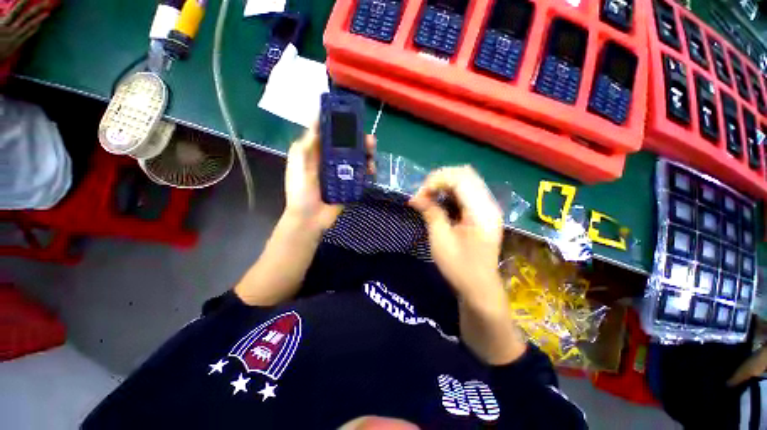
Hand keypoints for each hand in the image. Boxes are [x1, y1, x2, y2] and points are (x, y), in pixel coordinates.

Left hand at [284, 123, 375, 231]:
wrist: (309, 218)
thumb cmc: (301, 189)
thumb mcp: (300, 161)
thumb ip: (309, 142)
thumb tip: (317, 117)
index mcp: (318, 152)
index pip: (332, 134)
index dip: (342, 125)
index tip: (353, 118)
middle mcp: (331, 160)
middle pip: (348, 145)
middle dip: (359, 140)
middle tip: (369, 139)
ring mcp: (342, 173)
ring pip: (357, 158)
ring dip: (367, 154)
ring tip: (372, 153)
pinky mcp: (350, 185)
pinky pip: (361, 174)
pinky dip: (368, 170)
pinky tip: (371, 170)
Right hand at [411, 167, 524, 363]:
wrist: (480, 288)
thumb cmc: (460, 268)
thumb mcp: (440, 240)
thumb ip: (431, 213)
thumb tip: (415, 197)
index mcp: (481, 211)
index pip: (460, 178)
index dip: (436, 180)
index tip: (419, 195)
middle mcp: (489, 204)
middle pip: (465, 174)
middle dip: (439, 179)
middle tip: (423, 194)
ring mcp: (488, 207)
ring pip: (466, 180)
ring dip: (444, 184)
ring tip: (428, 197)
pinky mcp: (483, 212)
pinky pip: (466, 192)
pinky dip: (450, 192)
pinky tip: (439, 202)